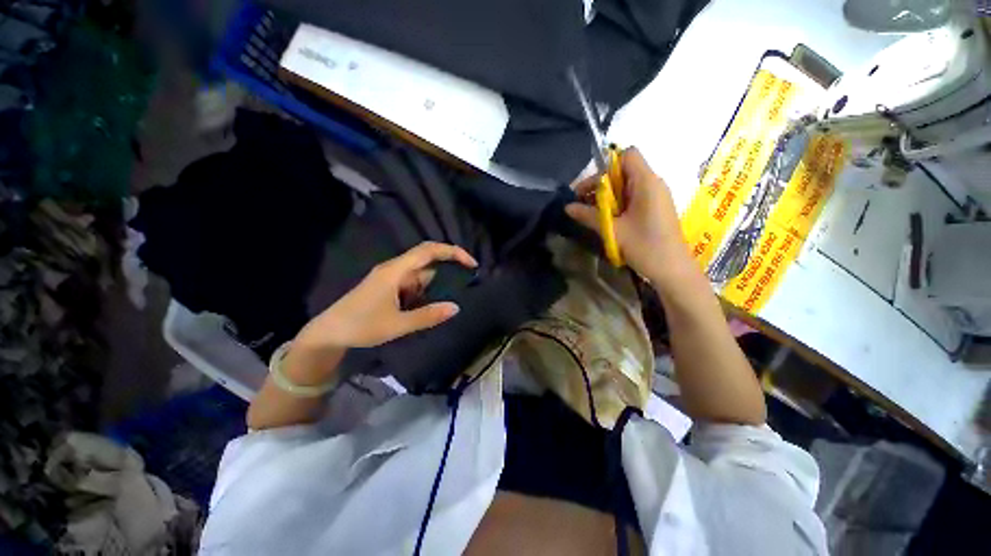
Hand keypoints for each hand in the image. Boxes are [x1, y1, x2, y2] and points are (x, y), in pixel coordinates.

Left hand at [294, 242, 477, 351]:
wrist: (328, 333)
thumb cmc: (361, 326)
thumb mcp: (398, 324)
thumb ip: (428, 316)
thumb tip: (456, 307)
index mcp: (395, 271)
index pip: (429, 250)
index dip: (452, 252)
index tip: (471, 264)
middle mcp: (394, 269)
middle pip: (427, 261)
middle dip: (447, 269)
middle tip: (465, 284)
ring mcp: (390, 278)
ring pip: (420, 275)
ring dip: (434, 285)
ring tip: (446, 301)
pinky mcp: (388, 287)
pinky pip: (412, 284)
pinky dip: (423, 292)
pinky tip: (427, 306)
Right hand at [566, 147, 692, 283]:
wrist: (672, 270)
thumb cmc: (645, 247)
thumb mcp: (613, 231)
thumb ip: (589, 215)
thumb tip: (567, 207)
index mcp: (646, 182)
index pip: (628, 155)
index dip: (607, 166)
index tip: (592, 188)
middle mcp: (653, 184)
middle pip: (624, 170)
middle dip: (602, 184)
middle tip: (583, 202)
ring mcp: (655, 196)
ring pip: (627, 186)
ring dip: (608, 196)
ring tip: (593, 213)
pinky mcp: (654, 209)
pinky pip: (633, 197)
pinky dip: (618, 204)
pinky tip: (608, 220)